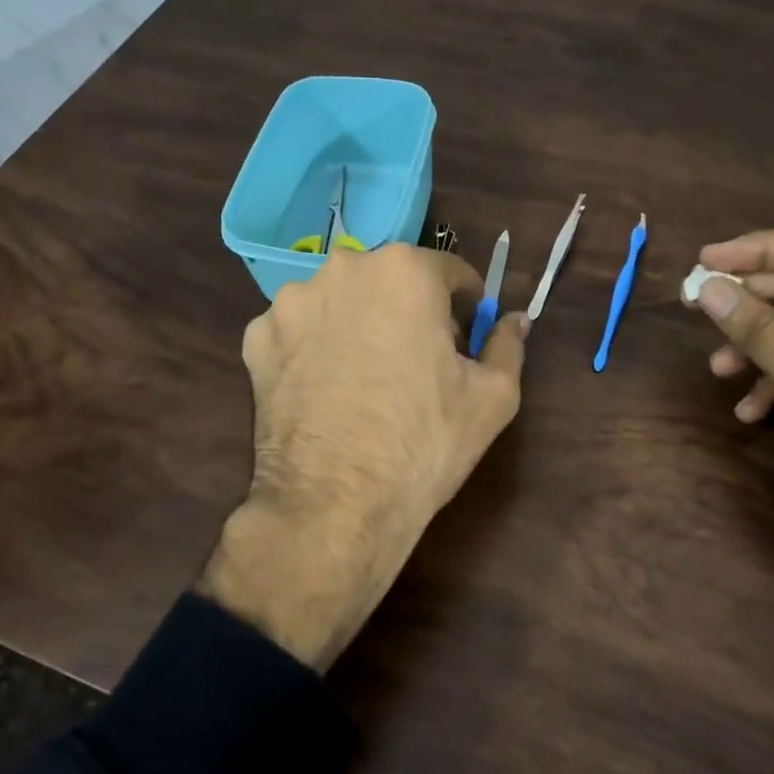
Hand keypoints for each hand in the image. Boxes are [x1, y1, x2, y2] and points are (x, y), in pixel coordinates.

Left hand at [196, 243, 527, 669]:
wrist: (333, 505)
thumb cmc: (424, 442)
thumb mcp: (493, 396)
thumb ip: (508, 345)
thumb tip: (515, 320)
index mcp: (404, 270)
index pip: (450, 272)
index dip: (465, 307)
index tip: (466, 339)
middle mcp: (343, 269)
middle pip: (390, 282)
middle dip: (409, 311)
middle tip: (418, 362)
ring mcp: (291, 302)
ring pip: (341, 302)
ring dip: (358, 325)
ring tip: (365, 379)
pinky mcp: (257, 338)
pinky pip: (298, 331)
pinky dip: (313, 349)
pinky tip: (324, 389)